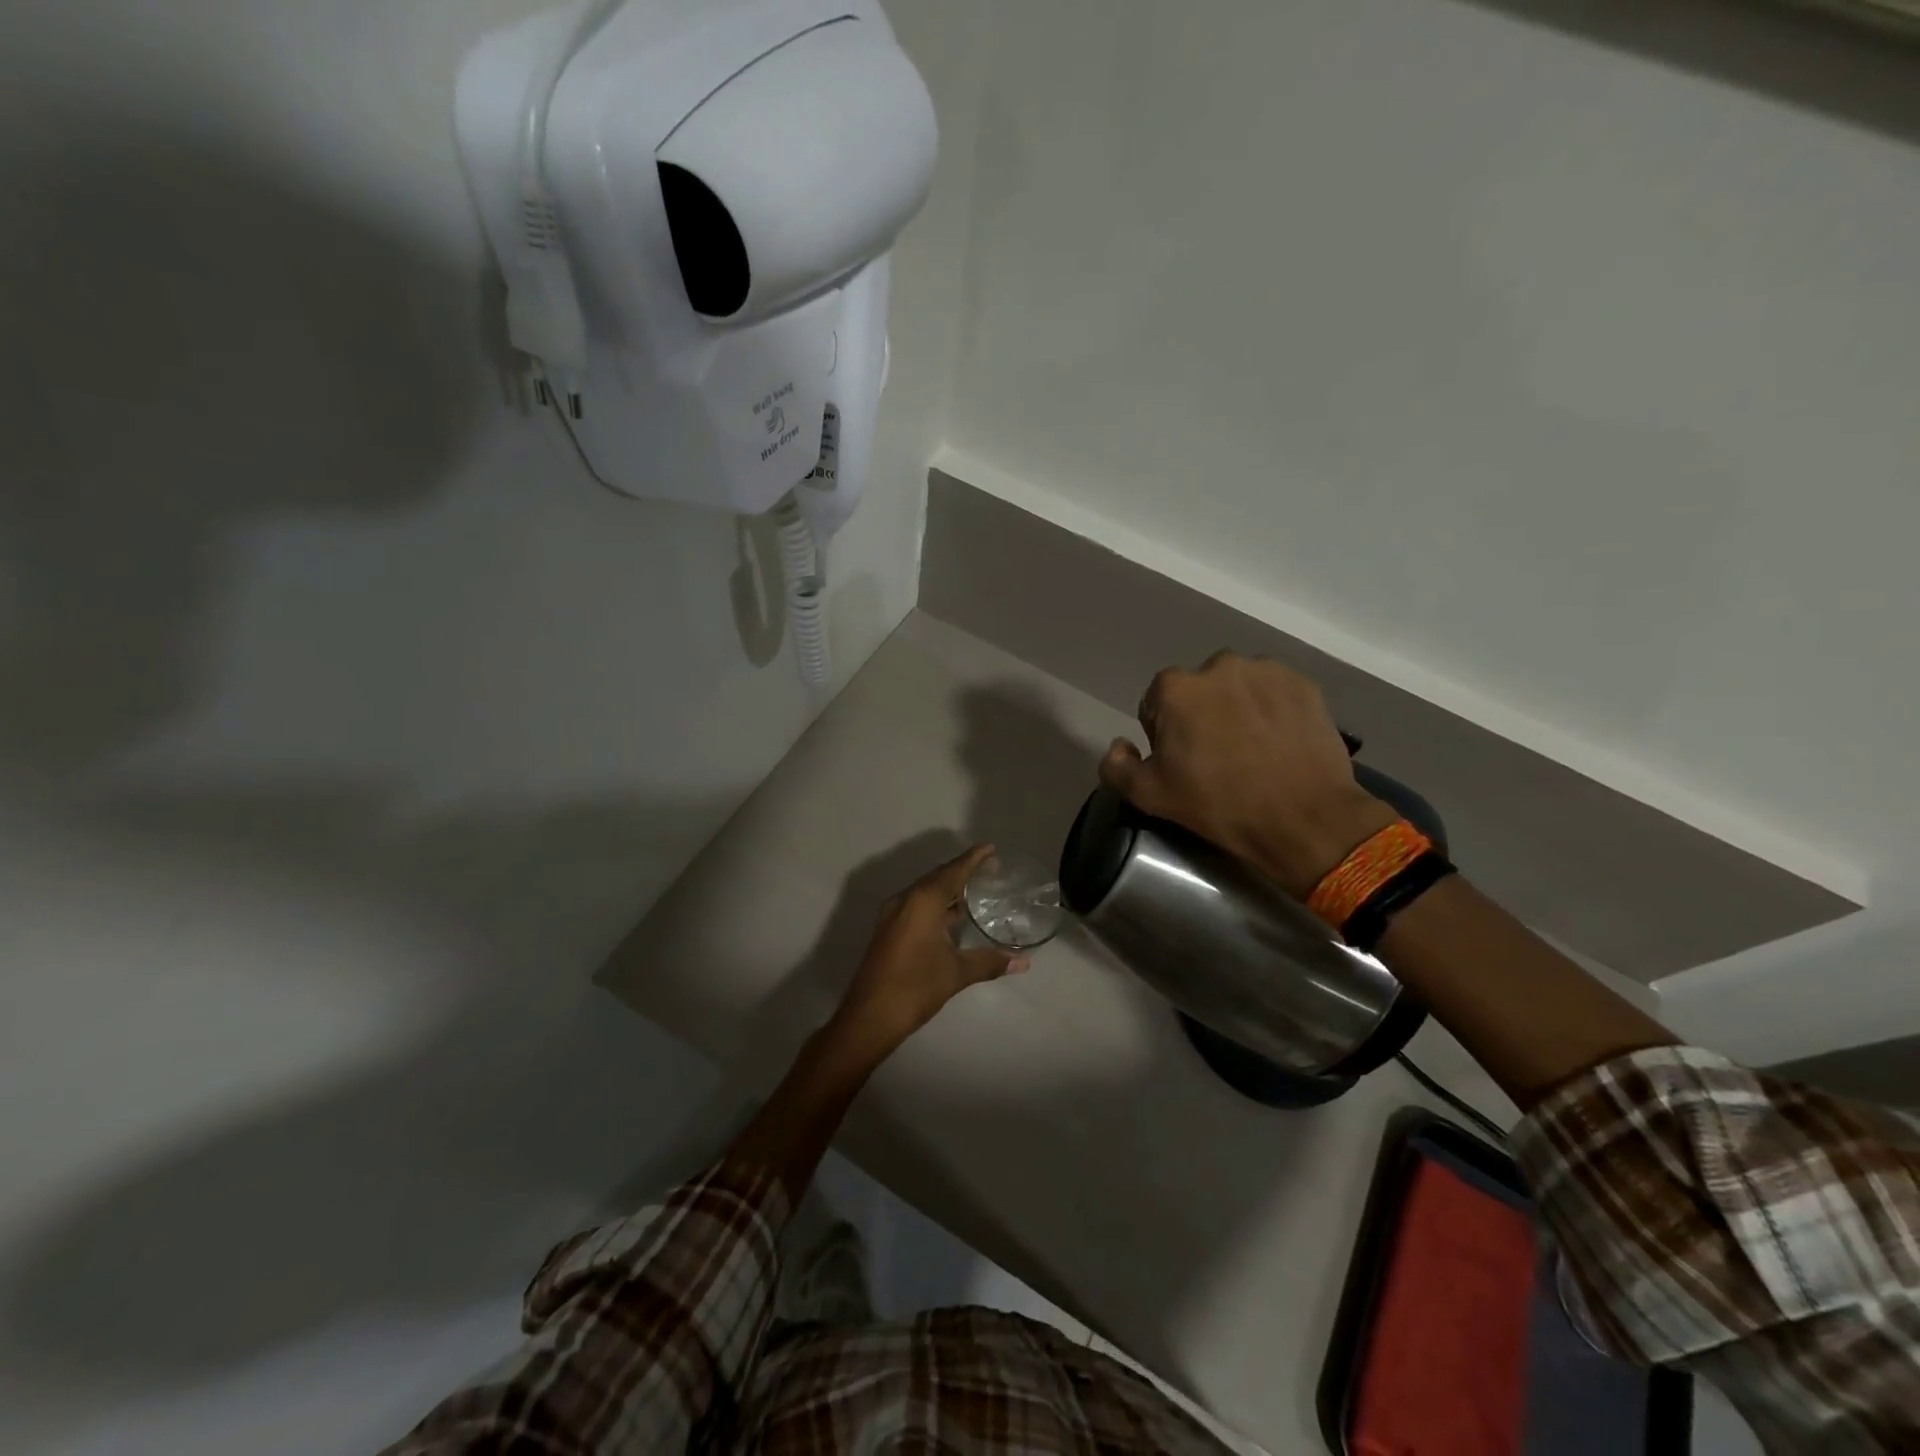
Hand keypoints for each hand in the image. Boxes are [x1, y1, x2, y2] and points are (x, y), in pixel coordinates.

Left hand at [828, 845, 1030, 1059]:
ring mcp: (894, 915)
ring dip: (948, 890)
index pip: (953, 871)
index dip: (973, 859)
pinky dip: (937, 905)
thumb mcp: (956, 973)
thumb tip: (1023, 962)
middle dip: (962, 872)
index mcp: (922, 901)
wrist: (870, 1016)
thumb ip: (990, 962)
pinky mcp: (889, 931)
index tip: (990, 849)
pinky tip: (953, 918)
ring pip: (926, 893)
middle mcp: (906, 900)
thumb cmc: (915, 986)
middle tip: (989, 869)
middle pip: (938, 877)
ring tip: (975, 891)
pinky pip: (917, 906)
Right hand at [1099, 652, 1397, 897]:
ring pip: (1238, 687)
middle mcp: (1218, 666)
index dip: (1165, 735)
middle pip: (1198, 691)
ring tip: (1252, 749)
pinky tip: (1279, 743)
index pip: (1156, 704)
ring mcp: (1265, 671)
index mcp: (1175, 688)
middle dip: (1201, 715)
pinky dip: (1272, 710)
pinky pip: (1274, 692)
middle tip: (1218, 757)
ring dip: (1237, 708)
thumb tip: (1119, 746)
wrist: (1304, 818)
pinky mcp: (1303, 684)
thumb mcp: (1150, 797)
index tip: (1183, 762)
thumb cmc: (1219, 805)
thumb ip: (1116, 767)